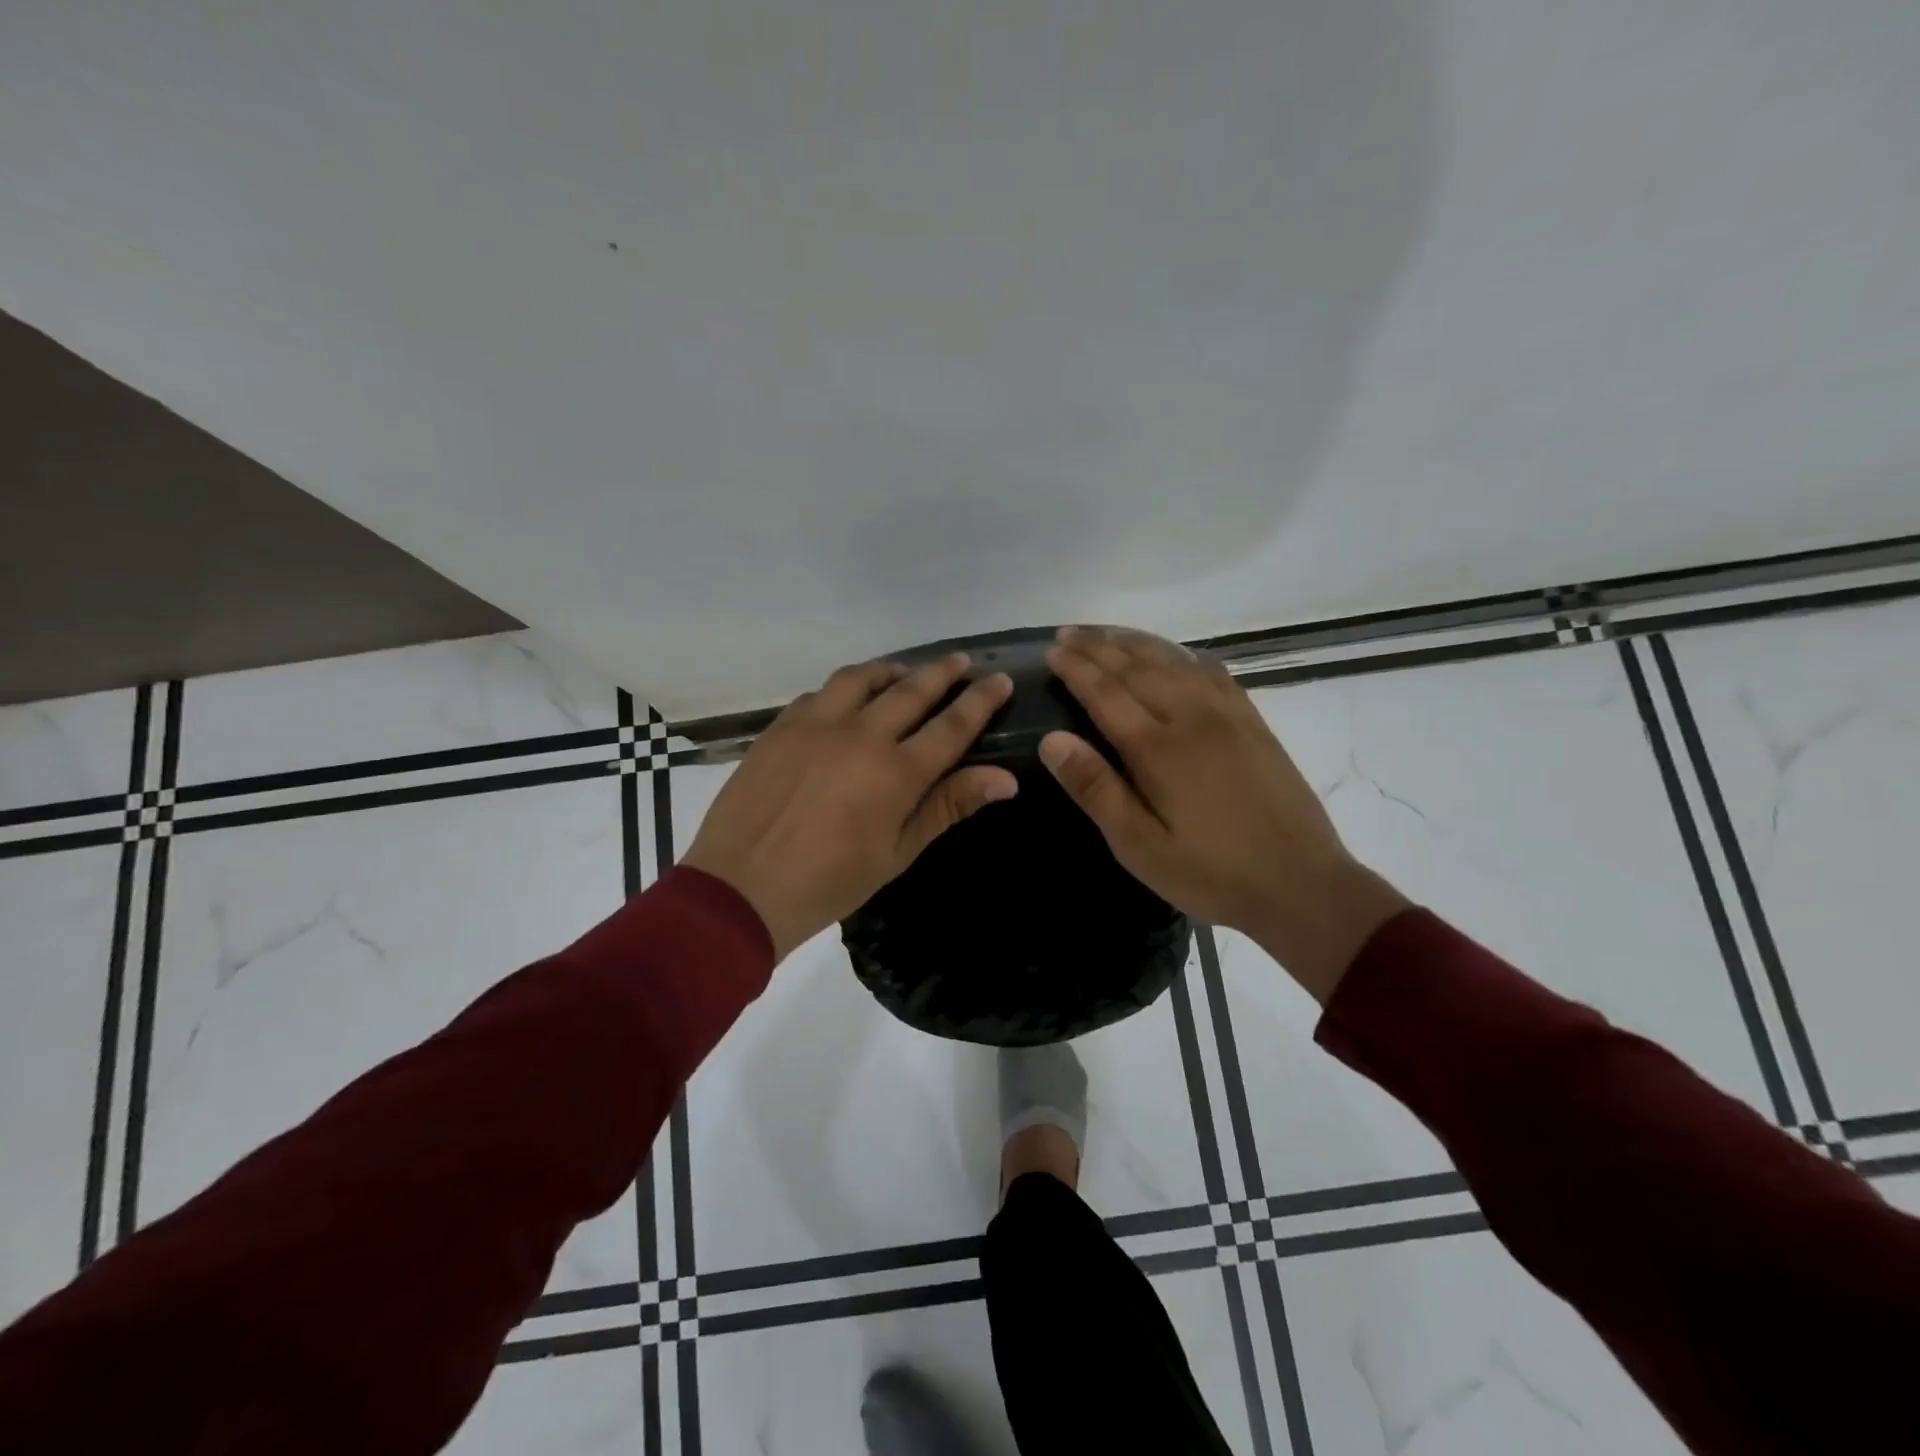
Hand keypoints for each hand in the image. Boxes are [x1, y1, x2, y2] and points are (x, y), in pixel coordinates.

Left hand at [682, 654, 1017, 962]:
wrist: (742, 887)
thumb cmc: (830, 882)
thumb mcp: (897, 852)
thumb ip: (947, 806)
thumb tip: (1005, 778)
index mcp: (896, 773)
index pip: (952, 726)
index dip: (980, 700)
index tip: (1000, 679)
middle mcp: (861, 735)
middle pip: (911, 690)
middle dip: (942, 672)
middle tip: (960, 661)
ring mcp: (816, 725)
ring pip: (861, 679)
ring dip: (890, 670)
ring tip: (903, 672)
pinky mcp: (781, 727)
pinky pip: (820, 693)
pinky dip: (843, 689)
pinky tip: (846, 700)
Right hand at [1040, 626, 1409, 1001]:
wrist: (1301, 883)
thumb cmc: (1210, 873)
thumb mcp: (1139, 846)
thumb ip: (1096, 789)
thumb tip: (1052, 740)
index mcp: (1159, 749)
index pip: (1107, 693)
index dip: (1076, 669)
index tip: (1052, 650)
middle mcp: (1192, 717)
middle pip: (1137, 668)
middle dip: (1098, 647)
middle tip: (1067, 633)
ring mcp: (1228, 715)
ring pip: (1174, 661)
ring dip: (1135, 643)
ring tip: (1105, 633)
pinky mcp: (1253, 722)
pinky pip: (1212, 671)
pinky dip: (1182, 655)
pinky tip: (1173, 654)